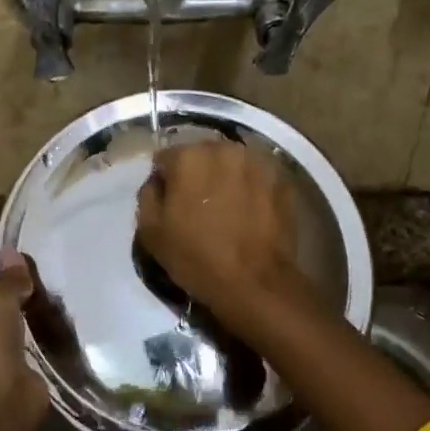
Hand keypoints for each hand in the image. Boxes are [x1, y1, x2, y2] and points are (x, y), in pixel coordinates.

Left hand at [0, 235, 47, 416]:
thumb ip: (7, 274)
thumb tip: (13, 255)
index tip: (21, 232)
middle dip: (15, 273)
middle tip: (46, 254)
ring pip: (13, 308)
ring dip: (30, 297)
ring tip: (56, 276)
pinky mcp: (14, 358)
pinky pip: (28, 329)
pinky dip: (40, 320)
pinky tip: (59, 307)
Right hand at [135, 140, 307, 320]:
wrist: (255, 282)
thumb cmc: (197, 257)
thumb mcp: (151, 232)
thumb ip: (148, 196)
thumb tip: (157, 182)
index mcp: (188, 157)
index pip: (166, 159)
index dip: (165, 181)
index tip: (169, 203)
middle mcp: (223, 148)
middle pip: (201, 155)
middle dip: (197, 174)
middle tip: (198, 205)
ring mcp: (256, 161)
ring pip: (231, 163)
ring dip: (225, 178)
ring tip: (226, 208)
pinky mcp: (281, 178)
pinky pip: (256, 177)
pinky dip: (250, 188)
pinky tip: (249, 212)